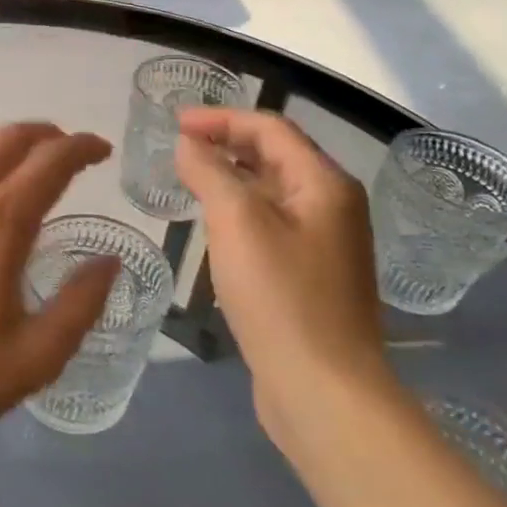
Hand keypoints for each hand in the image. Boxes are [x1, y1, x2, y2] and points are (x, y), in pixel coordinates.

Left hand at [0, 123, 118, 467]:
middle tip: (66, 152)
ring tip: (16, 169)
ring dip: (0, 144)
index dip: (82, 147)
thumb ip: (80, 305)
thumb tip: (108, 262)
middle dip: (46, 134)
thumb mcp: (34, 358)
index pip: (50, 162)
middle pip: (7, 138)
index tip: (100, 151)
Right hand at [174, 110, 390, 448]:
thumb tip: (189, 144)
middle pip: (275, 155)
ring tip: (188, 178)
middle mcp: (333, 206)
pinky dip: (240, 210)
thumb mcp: (236, 222)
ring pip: (272, 190)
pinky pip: (272, 222)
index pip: (270, 129)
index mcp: (325, 184)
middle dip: (226, 142)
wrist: (322, 387)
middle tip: (178, 146)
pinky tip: (213, 225)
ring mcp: (325, 242)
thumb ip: (210, 173)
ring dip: (231, 176)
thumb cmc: (279, 295)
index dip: (221, 119)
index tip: (174, 123)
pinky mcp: (312, 274)